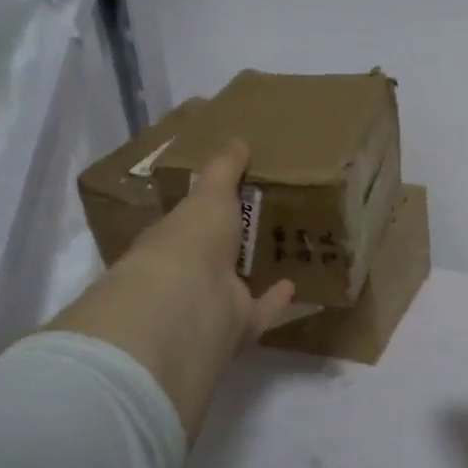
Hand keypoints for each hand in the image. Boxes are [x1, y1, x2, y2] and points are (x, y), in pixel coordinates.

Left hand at [46, 140, 294, 440]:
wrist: (189, 302)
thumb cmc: (191, 239)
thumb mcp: (210, 194)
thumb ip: (224, 169)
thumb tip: (238, 140)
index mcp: (173, 239)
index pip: (189, 221)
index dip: (208, 208)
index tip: (234, 196)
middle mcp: (187, 274)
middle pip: (213, 257)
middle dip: (232, 243)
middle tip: (264, 223)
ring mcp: (210, 303)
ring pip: (234, 287)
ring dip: (253, 274)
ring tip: (282, 254)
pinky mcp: (236, 327)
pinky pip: (260, 312)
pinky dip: (275, 301)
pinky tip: (295, 286)